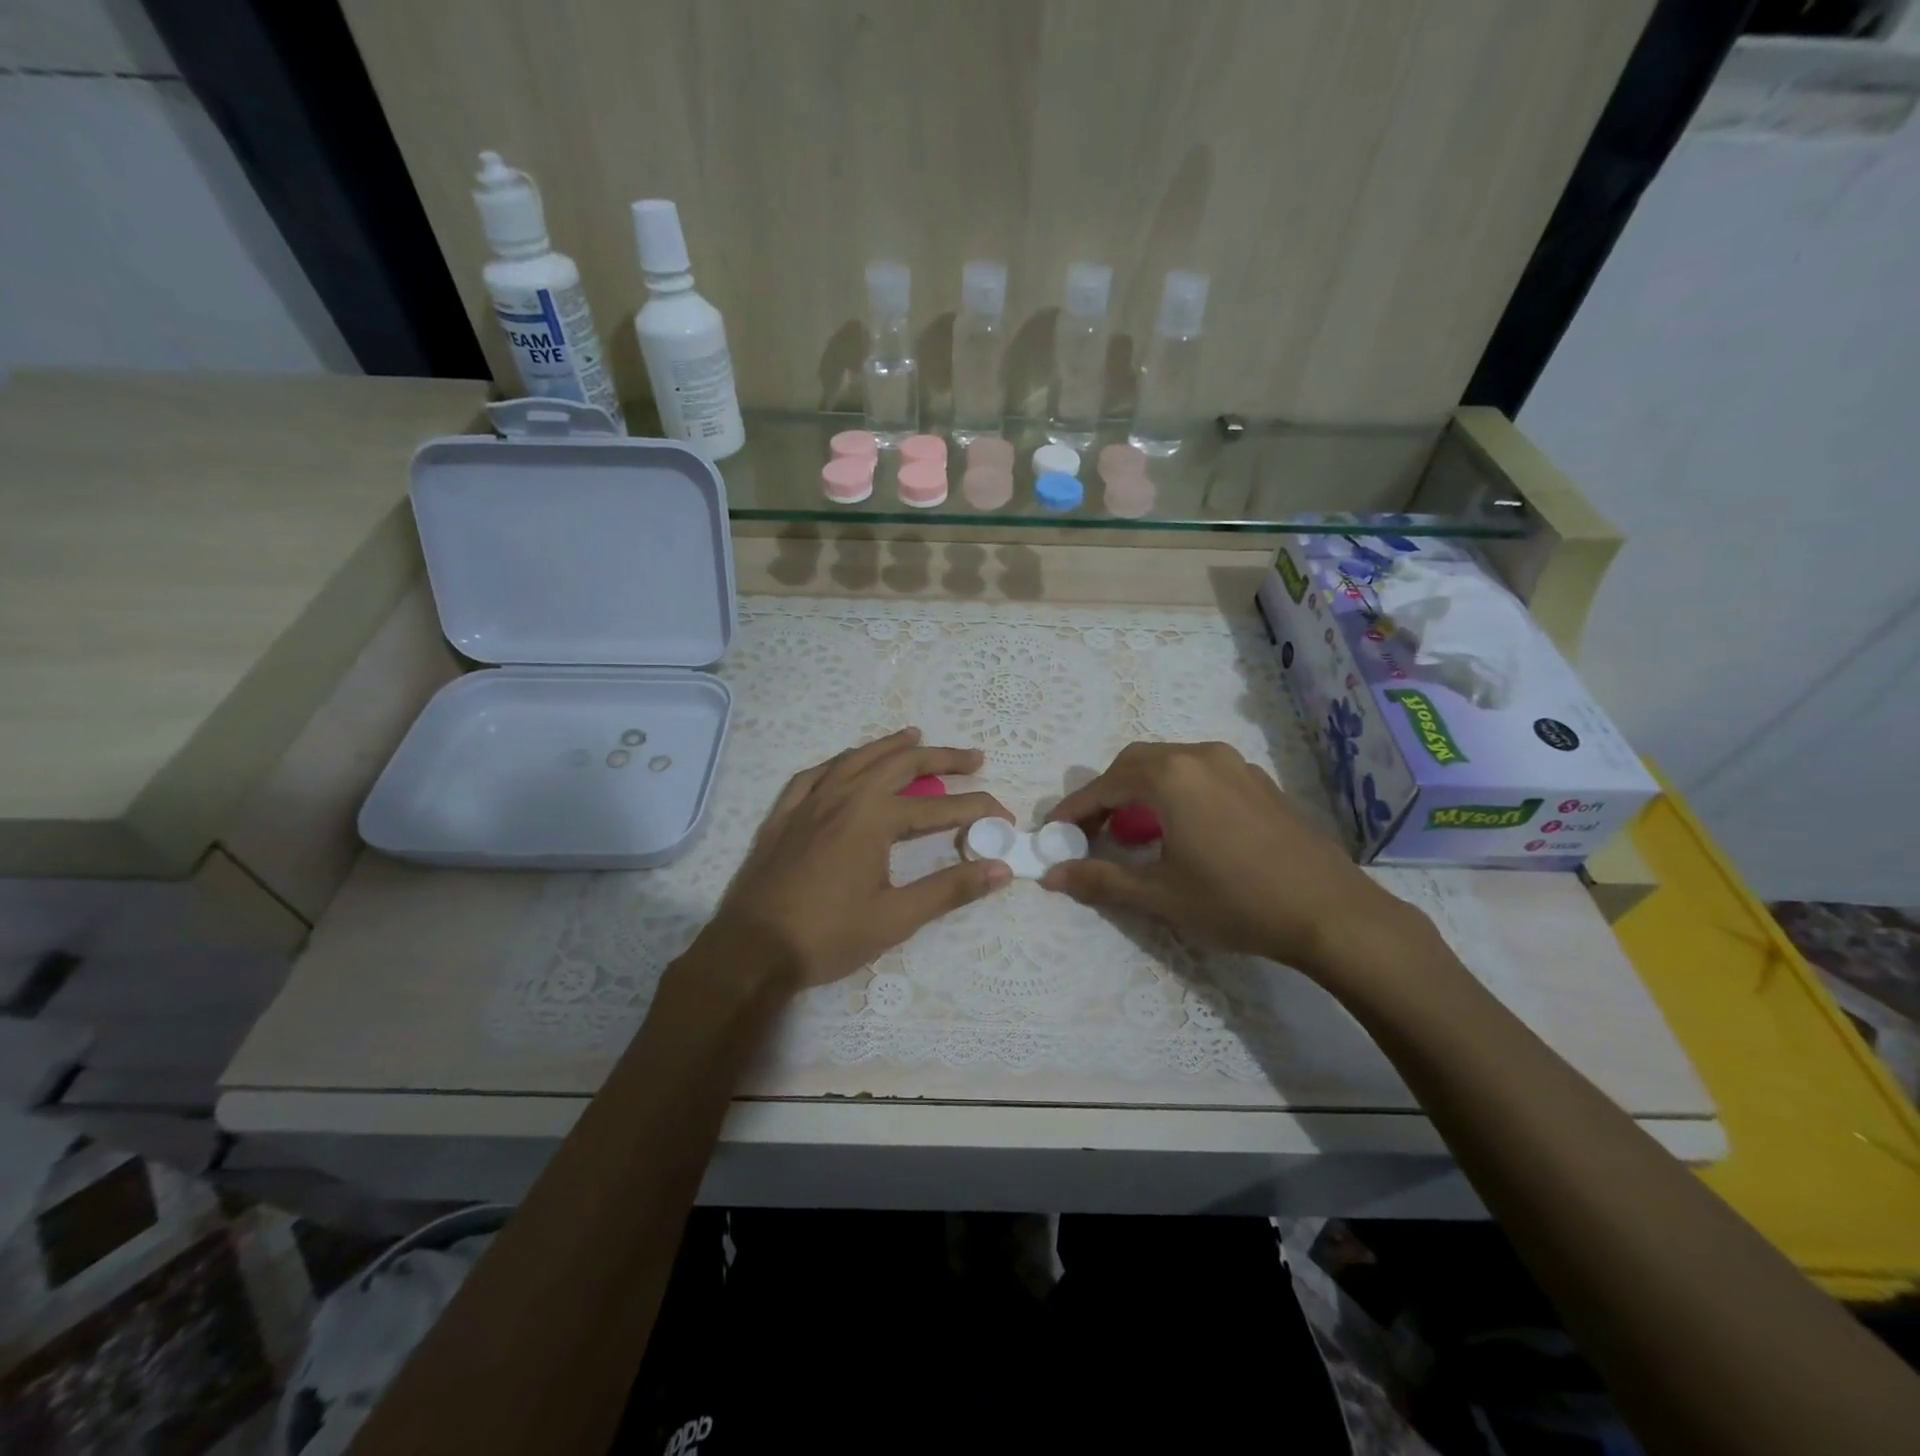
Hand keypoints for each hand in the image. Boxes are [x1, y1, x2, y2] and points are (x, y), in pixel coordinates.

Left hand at [700, 729, 1012, 990]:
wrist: (751, 951)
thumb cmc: (827, 936)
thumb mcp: (896, 918)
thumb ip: (950, 889)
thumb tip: (1001, 869)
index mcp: (874, 818)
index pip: (939, 807)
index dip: (977, 809)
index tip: (1005, 817)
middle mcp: (843, 797)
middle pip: (900, 764)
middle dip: (941, 758)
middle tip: (972, 758)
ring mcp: (809, 802)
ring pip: (856, 759)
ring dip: (890, 746)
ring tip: (915, 737)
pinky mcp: (784, 815)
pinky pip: (815, 774)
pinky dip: (840, 762)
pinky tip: (846, 764)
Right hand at [1041, 741, 1423, 978]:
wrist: (1330, 912)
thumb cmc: (1235, 901)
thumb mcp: (1160, 895)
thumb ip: (1101, 879)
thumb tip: (1051, 875)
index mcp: (1171, 776)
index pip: (1106, 785)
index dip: (1075, 808)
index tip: (1053, 830)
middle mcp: (1201, 756)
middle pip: (1136, 763)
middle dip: (1107, 793)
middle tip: (1092, 829)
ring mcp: (1236, 765)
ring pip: (1171, 763)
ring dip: (1142, 789)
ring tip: (1134, 829)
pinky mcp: (1260, 782)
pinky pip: (1202, 773)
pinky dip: (1176, 791)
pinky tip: (1182, 827)